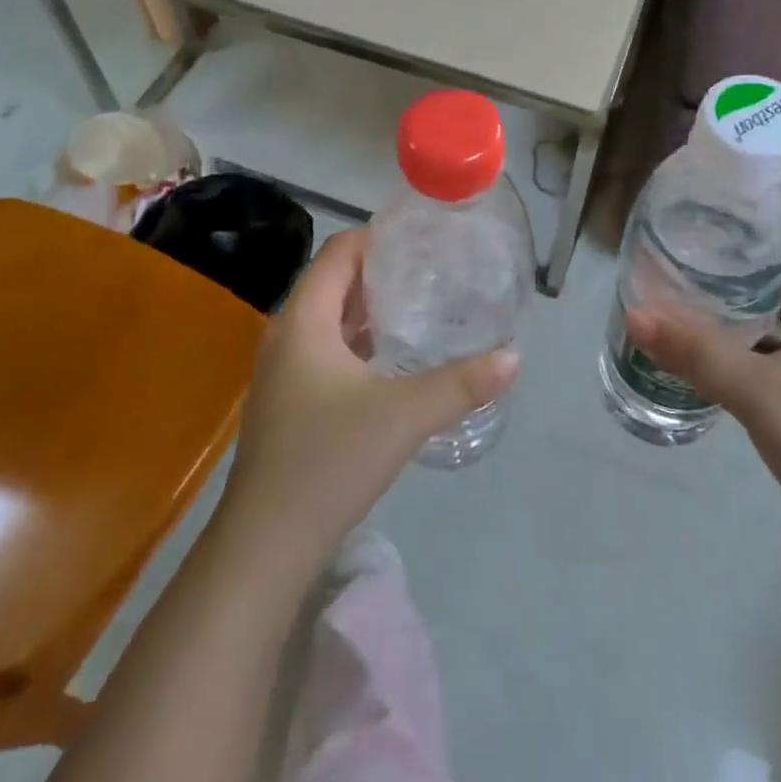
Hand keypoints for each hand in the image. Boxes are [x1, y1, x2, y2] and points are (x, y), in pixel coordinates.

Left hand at [214, 228, 518, 585]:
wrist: (266, 544)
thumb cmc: (329, 461)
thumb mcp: (404, 416)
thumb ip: (461, 384)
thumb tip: (514, 357)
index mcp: (304, 320)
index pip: (339, 252)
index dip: (378, 238)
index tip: (423, 241)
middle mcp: (287, 334)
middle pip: (335, 282)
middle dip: (381, 272)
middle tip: (434, 271)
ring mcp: (283, 370)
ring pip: (330, 318)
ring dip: (370, 308)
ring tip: (422, 306)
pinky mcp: (289, 400)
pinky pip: (326, 350)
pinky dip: (359, 341)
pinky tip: (393, 358)